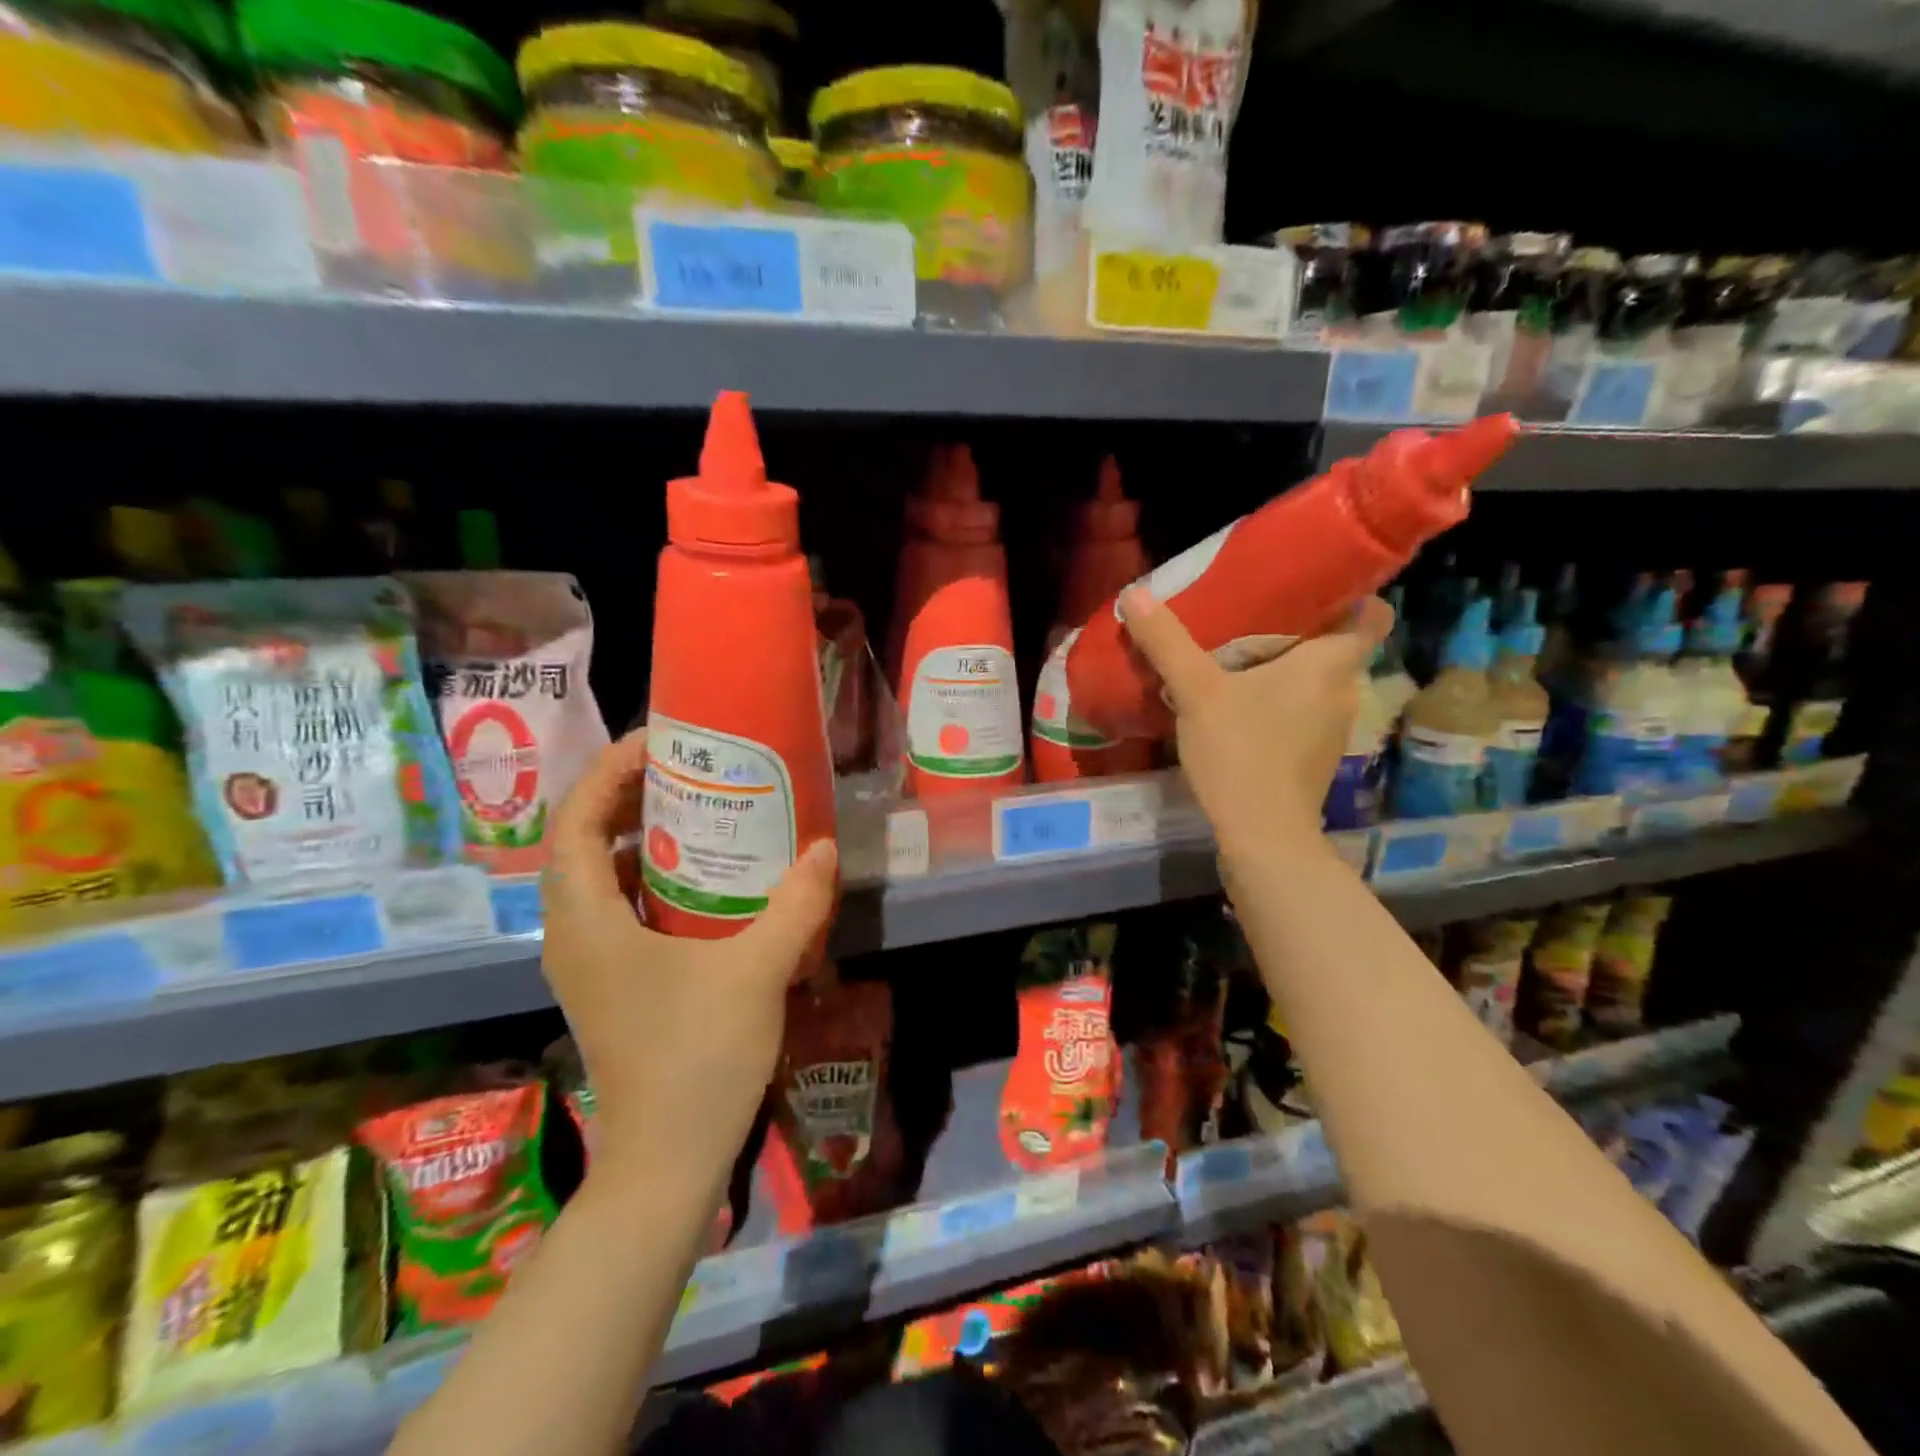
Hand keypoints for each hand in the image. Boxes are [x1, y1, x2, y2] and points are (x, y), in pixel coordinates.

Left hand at [540, 729, 837, 1173]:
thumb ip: (794, 905)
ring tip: (698, 810)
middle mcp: (572, 936)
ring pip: (598, 878)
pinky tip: (703, 880)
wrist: (668, 1160)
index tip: (658, 744)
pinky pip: (618, 909)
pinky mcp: (610, 983)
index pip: (574, 823)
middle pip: (581, 843)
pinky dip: (651, 879)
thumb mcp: (757, 971)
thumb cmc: (698, 1058)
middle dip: (625, 797)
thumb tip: (823, 849)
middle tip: (685, 769)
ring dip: (639, 838)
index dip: (607, 773)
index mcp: (586, 924)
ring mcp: (588, 963)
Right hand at [1118, 587, 1393, 865]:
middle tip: (1252, 615)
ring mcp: (1333, 729)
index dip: (1351, 595)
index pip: (1373, 615)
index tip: (1310, 587)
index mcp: (1331, 664)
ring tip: (1239, 658)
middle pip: (1335, 647)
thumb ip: (1167, 642)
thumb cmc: (1241, 751)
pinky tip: (1240, 707)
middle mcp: (1343, 692)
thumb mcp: (1196, 690)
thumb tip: (1134, 593)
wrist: (1262, 836)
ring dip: (1285, 670)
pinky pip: (1302, 713)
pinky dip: (1279, 704)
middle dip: (1299, 631)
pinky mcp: (1314, 758)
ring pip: (1317, 683)